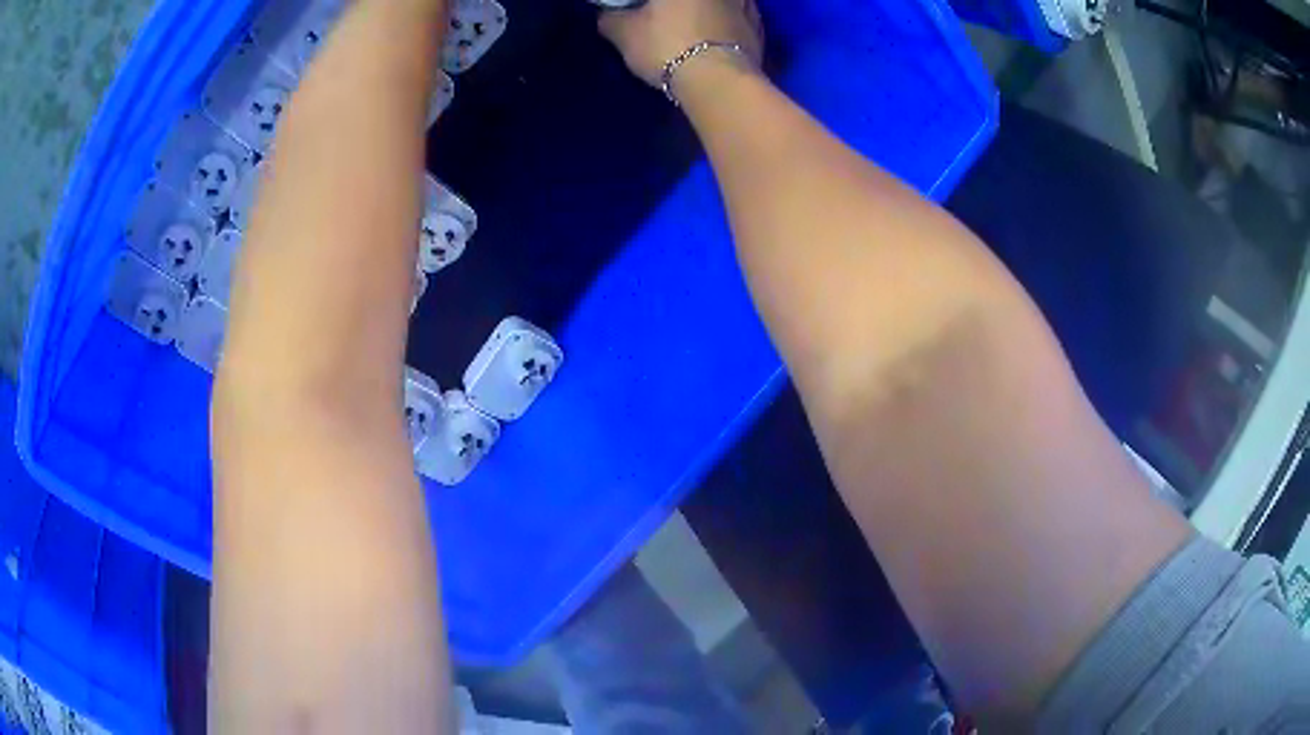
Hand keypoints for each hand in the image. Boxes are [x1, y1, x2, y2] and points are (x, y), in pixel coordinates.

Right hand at [599, 0, 763, 89]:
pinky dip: (729, 21)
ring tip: (696, 23)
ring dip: (710, 9)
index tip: (639, 13)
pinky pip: (741, 15)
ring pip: (724, 3)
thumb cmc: (667, 46)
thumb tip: (607, 15)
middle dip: (680, 6)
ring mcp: (745, 3)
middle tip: (665, 16)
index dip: (645, 6)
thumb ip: (612, 19)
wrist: (720, 82)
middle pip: (689, 0)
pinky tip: (718, 33)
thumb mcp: (625, 33)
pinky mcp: (759, 26)